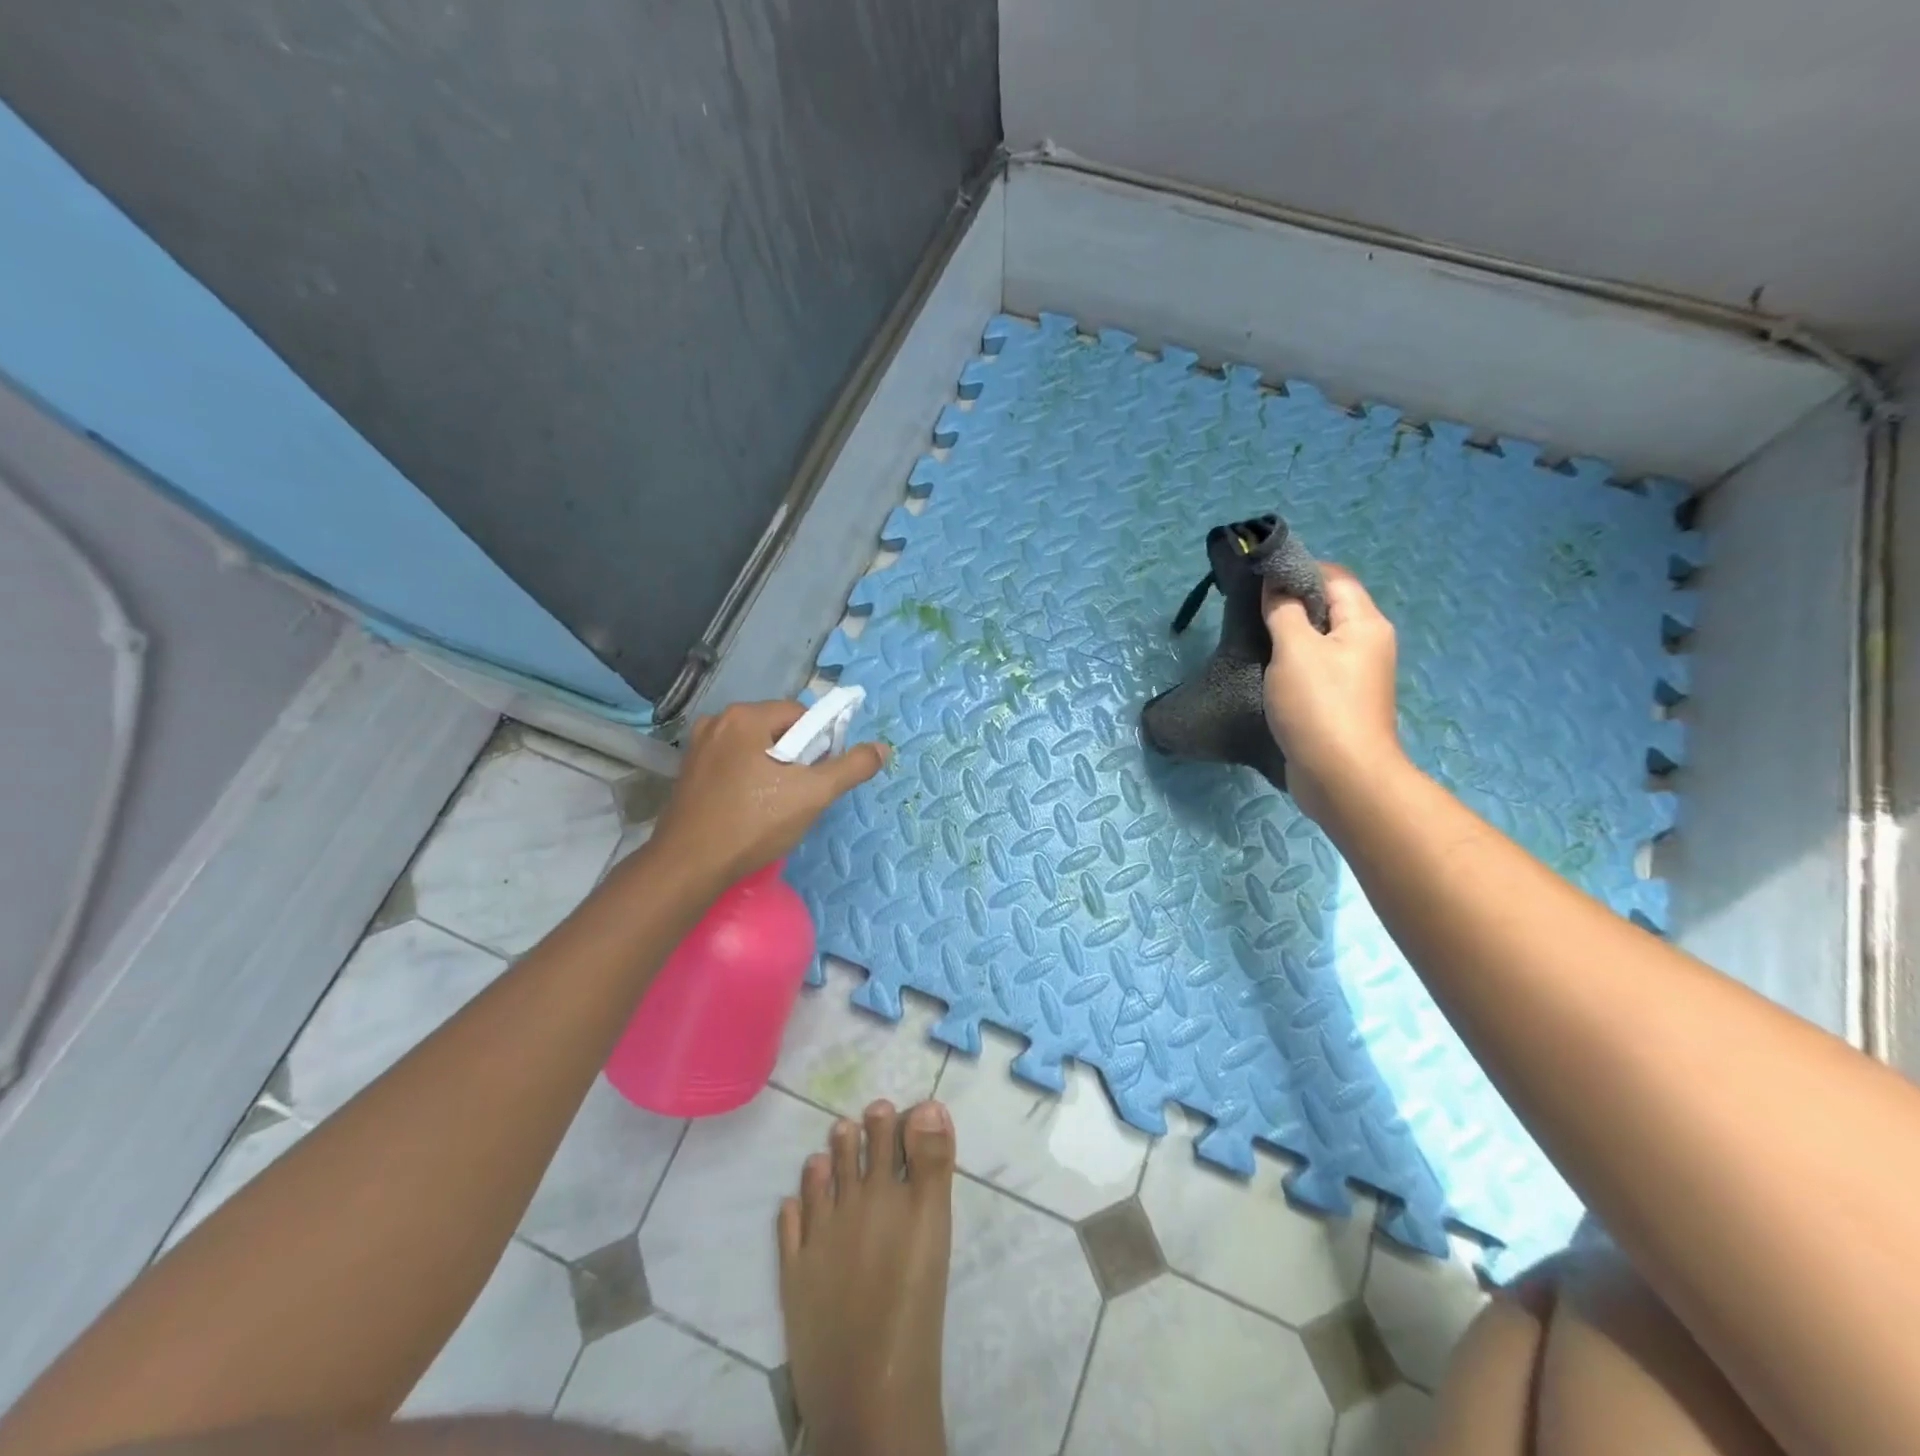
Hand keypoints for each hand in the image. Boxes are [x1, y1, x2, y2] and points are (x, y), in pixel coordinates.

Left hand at [646, 700, 887, 887]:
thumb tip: (881, 748)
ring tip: (776, 805)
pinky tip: (751, 808)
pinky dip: (750, 778)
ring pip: (756, 747)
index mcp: (745, 716)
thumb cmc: (754, 824)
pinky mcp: (689, 771)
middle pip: (778, 729)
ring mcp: (699, 746)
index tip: (820, 776)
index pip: (801, 715)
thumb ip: (851, 767)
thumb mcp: (813, 795)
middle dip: (796, 757)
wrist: (689, 866)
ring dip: (774, 769)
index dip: (820, 743)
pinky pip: (734, 763)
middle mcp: (718, 721)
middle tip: (800, 794)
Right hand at [1263, 565, 1405, 823]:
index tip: (1257, 580)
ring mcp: (1356, 675)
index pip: (1333, 577)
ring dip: (1288, 637)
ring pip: (1319, 641)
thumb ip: (1283, 612)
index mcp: (1364, 623)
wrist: (1342, 777)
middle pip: (1328, 608)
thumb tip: (1275, 585)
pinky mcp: (1340, 702)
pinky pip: (1315, 669)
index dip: (1297, 572)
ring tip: (1252, 639)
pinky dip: (1292, 664)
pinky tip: (1266, 673)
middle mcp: (1367, 643)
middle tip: (1249, 610)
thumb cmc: (1319, 706)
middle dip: (1290, 604)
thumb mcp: (1294, 650)